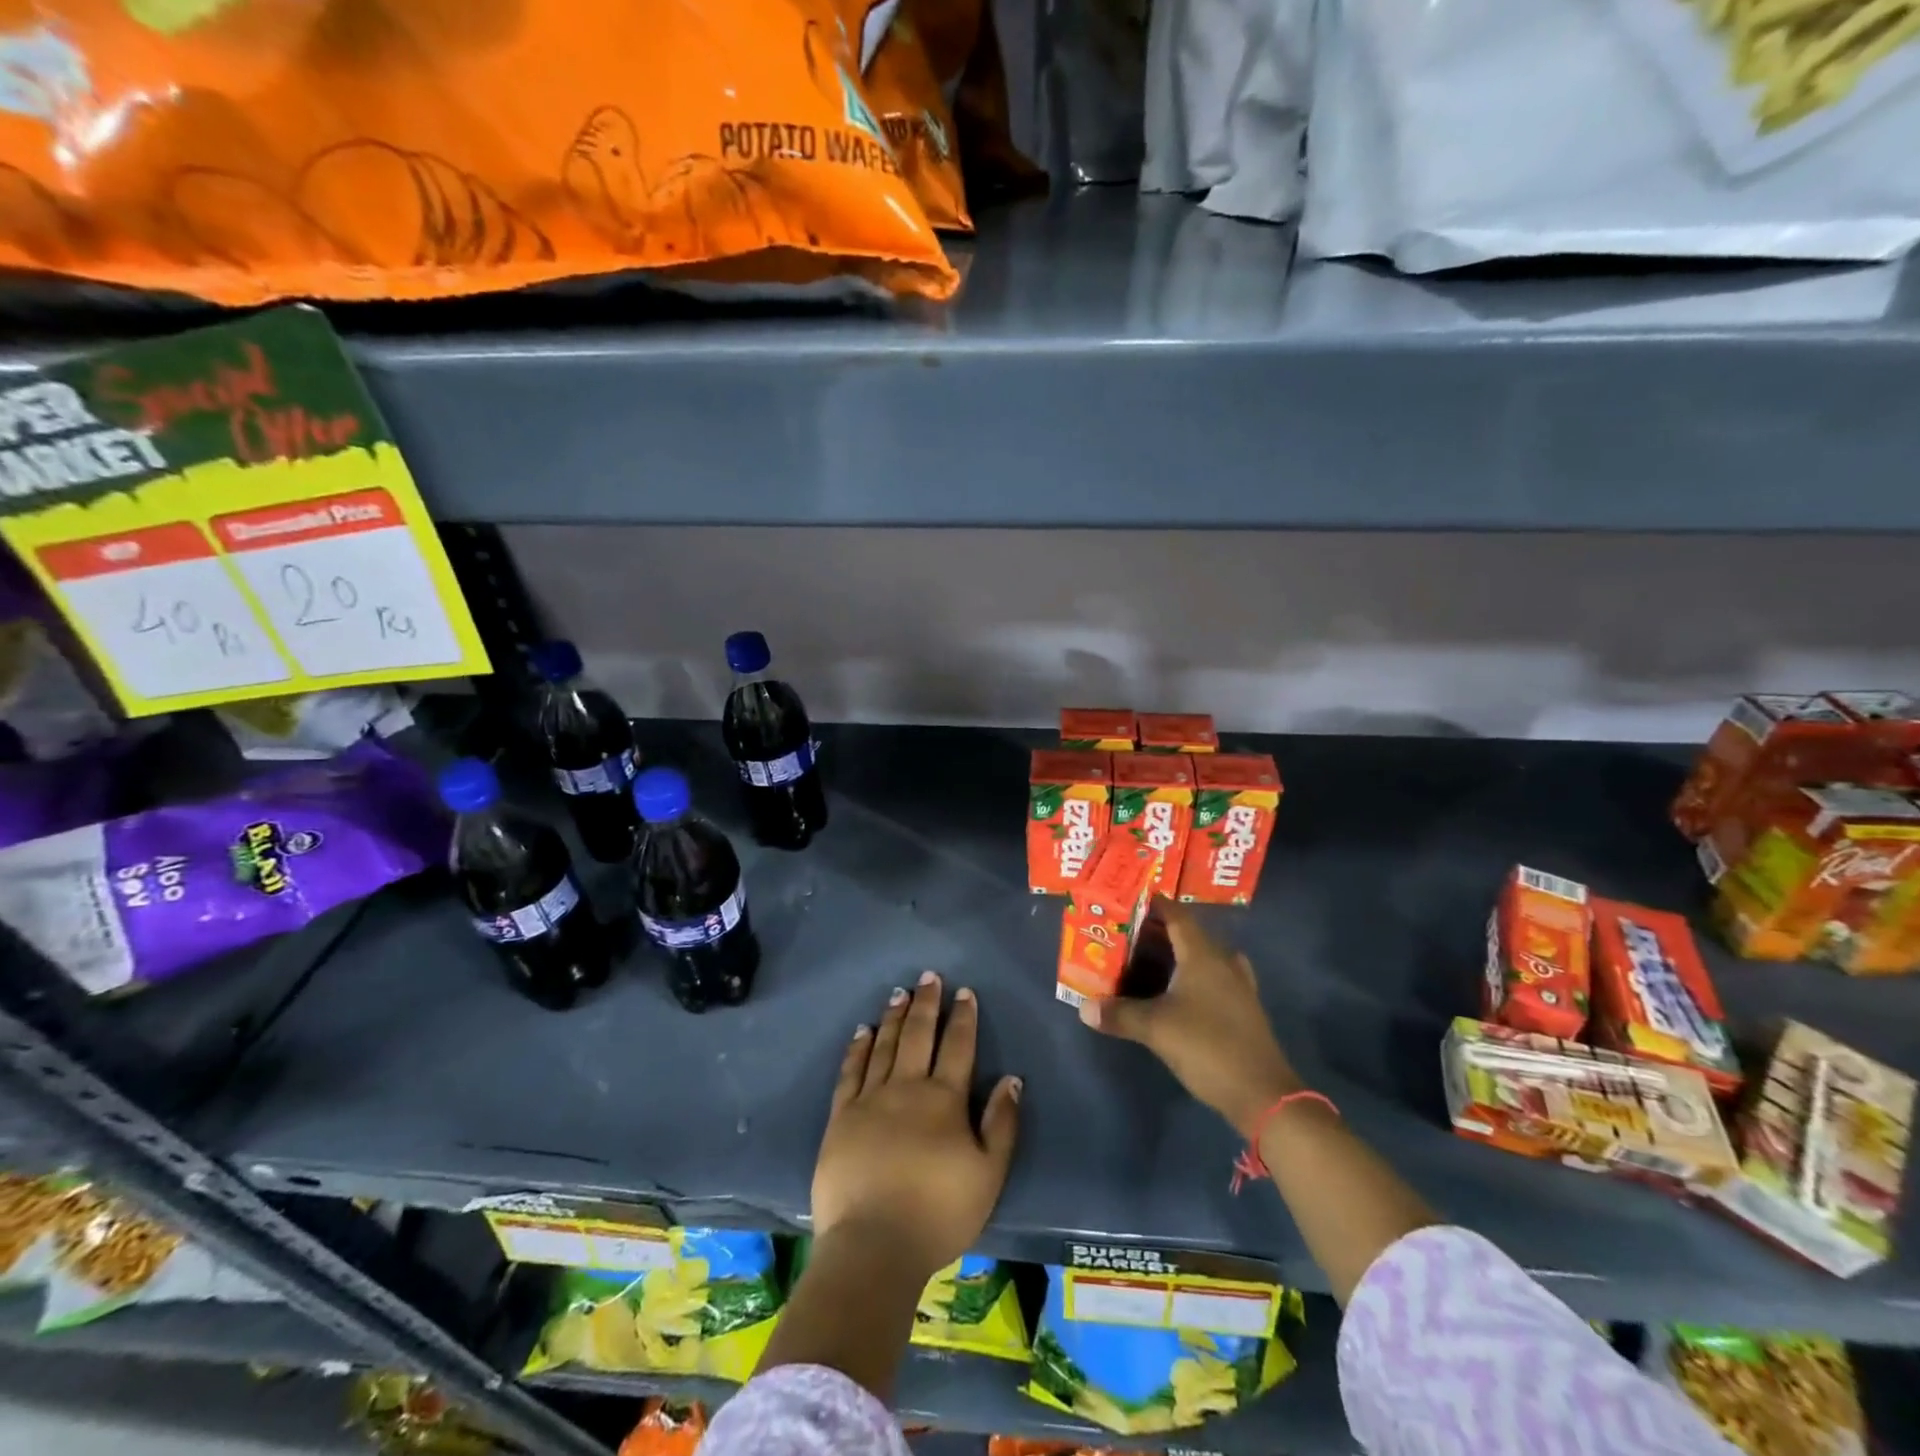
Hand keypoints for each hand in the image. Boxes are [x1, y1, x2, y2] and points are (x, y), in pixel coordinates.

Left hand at [813, 972, 1021, 1280]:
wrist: (873, 1245)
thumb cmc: (938, 1213)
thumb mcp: (988, 1175)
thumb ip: (1001, 1124)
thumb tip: (1011, 1078)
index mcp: (945, 1099)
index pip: (958, 1046)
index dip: (963, 1016)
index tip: (964, 992)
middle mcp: (907, 1087)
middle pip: (919, 1034)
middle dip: (926, 1003)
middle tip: (928, 976)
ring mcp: (870, 1098)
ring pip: (885, 1045)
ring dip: (894, 1016)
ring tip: (899, 993)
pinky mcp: (841, 1116)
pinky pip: (850, 1071)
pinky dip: (858, 1047)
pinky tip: (863, 1031)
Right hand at [1079, 906, 1300, 1136]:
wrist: (1262, 1093)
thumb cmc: (1207, 1046)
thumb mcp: (1156, 1028)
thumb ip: (1119, 1014)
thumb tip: (1084, 1008)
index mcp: (1203, 955)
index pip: (1177, 915)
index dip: (1155, 905)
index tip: (1130, 900)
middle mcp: (1223, 962)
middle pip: (1190, 934)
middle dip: (1160, 931)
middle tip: (1129, 934)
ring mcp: (1238, 986)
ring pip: (1204, 957)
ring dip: (1179, 954)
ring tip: (1150, 959)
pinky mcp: (1243, 1009)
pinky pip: (1214, 979)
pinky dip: (1194, 977)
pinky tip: (1178, 992)